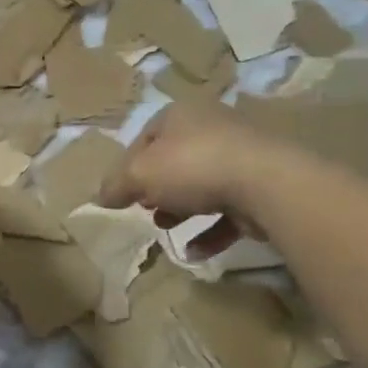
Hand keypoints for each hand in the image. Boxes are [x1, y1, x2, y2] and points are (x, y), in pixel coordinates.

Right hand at [98, 98, 298, 254]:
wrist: (268, 184)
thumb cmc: (192, 167)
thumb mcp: (138, 175)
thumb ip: (115, 186)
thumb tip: (100, 197)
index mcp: (180, 115)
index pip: (144, 138)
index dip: (126, 167)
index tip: (120, 194)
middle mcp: (211, 128)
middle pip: (173, 160)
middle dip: (156, 188)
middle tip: (145, 208)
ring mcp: (241, 157)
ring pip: (202, 185)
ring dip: (181, 210)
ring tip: (165, 228)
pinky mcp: (262, 186)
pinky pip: (228, 210)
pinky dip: (210, 231)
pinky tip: (194, 252)